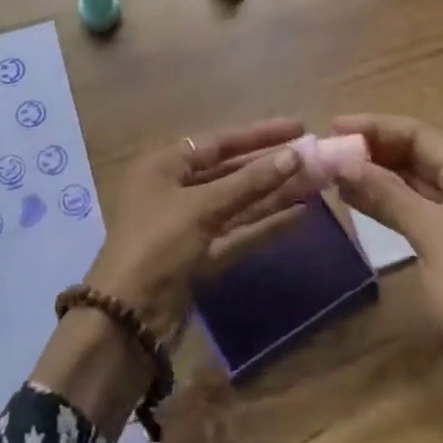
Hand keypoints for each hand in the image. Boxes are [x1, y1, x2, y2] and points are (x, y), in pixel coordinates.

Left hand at [84, 117, 305, 339]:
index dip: (259, 134)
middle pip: (230, 170)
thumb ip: (249, 182)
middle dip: (270, 164)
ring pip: (238, 200)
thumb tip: (293, 155)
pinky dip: (265, 222)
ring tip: (314, 181)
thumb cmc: (157, 243)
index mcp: (164, 165)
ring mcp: (189, 222)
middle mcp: (175, 188)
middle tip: (313, 156)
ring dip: (273, 192)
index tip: (298, 126)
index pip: (219, 142)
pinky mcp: (201, 253)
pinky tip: (299, 214)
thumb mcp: (202, 207)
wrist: (128, 315)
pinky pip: (238, 229)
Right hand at [330, 113, 442, 388]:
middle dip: (374, 151)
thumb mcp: (429, 233)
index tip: (333, 126)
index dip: (375, 127)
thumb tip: (342, 160)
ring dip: (377, 176)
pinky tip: (356, 199)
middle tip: (329, 151)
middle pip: (417, 155)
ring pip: (415, 182)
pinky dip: (388, 202)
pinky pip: (417, 208)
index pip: (419, 134)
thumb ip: (385, 192)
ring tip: (333, 172)